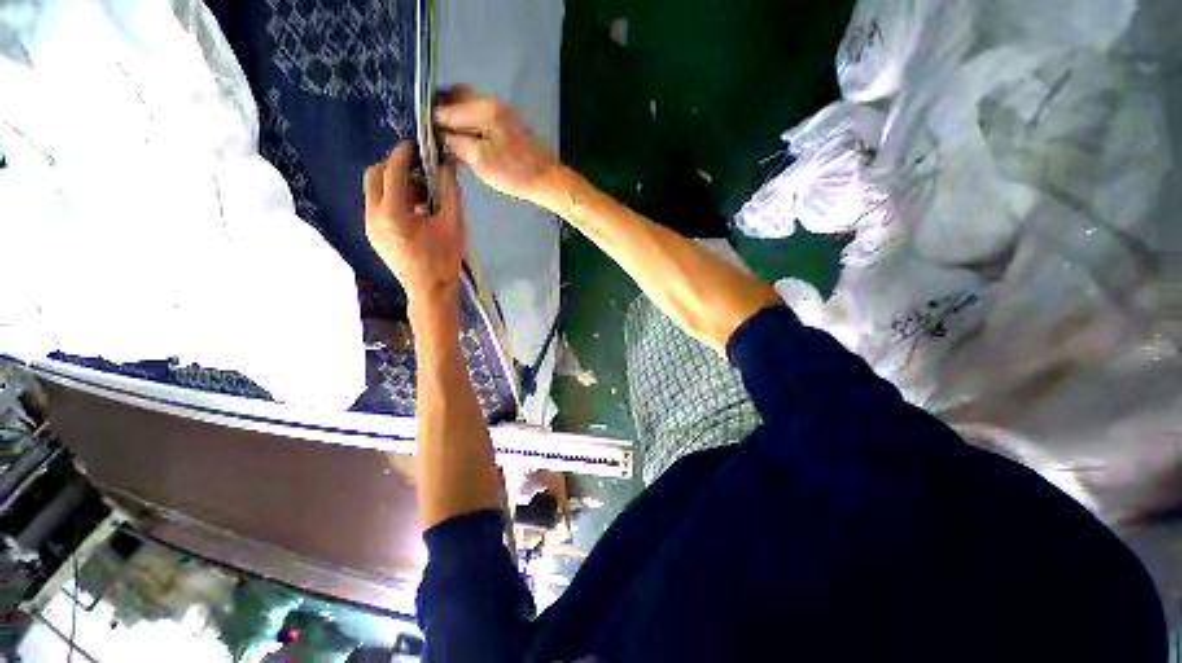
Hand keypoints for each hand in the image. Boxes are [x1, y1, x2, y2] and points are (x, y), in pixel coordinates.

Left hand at [364, 142, 464, 313]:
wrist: (430, 291)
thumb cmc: (445, 259)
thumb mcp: (453, 224)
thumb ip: (449, 192)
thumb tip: (447, 166)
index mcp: (393, 213)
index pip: (392, 172)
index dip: (403, 155)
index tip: (415, 146)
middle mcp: (373, 215)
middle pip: (373, 176)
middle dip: (393, 166)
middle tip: (417, 169)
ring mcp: (369, 226)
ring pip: (373, 192)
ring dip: (394, 184)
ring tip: (422, 193)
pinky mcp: (372, 235)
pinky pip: (377, 207)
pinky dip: (392, 199)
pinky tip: (415, 210)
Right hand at [435, 88, 560, 206]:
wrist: (547, 181)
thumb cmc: (514, 171)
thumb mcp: (480, 159)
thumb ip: (455, 142)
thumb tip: (437, 132)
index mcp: (482, 108)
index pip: (445, 108)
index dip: (430, 121)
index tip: (418, 133)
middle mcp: (490, 105)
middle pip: (456, 100)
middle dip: (441, 115)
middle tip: (428, 136)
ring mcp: (500, 116)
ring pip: (468, 112)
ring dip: (455, 124)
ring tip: (441, 144)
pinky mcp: (507, 130)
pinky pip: (480, 124)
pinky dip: (468, 132)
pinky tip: (461, 149)